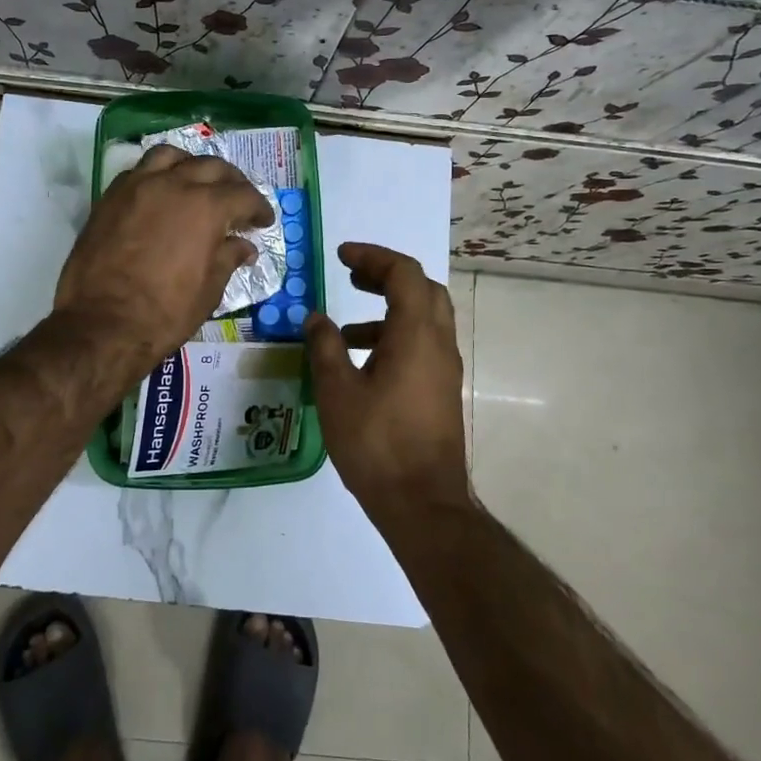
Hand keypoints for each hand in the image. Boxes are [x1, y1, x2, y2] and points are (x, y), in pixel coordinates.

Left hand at [55, 145, 273, 376]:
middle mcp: (174, 185)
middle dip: (232, 182)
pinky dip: (158, 175)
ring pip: (172, 156)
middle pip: (212, 167)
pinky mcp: (111, 196)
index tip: (263, 222)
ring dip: (191, 166)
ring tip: (197, 184)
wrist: (102, 323)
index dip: (259, 208)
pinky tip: (162, 194)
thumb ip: (228, 258)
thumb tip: (243, 246)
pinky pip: (140, 170)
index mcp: (206, 207)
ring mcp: (138, 186)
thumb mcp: (209, 290)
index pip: (244, 195)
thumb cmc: (164, 313)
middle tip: (238, 201)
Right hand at [304, 243, 469, 514]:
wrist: (423, 504)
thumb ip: (325, 347)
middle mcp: (438, 344)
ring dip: (389, 307)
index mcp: (416, 335)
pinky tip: (362, 361)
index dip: (373, 256)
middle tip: (351, 276)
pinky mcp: (441, 390)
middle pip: (422, 288)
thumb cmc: (377, 443)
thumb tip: (316, 318)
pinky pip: (422, 344)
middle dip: (386, 275)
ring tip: (346, 324)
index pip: (404, 273)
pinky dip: (394, 335)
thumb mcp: (337, 391)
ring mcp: (444, 369)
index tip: (341, 256)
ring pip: (424, 317)